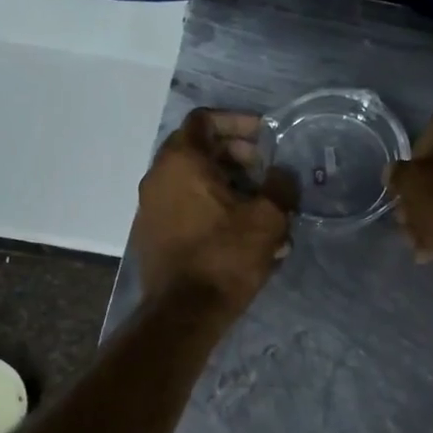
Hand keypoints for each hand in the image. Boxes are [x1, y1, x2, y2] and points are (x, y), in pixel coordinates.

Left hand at [131, 109, 292, 311]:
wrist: (184, 313)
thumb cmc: (225, 257)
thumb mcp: (267, 219)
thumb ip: (280, 186)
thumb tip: (281, 175)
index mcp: (181, 161)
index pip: (205, 120)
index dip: (238, 122)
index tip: (265, 138)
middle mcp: (158, 177)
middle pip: (199, 149)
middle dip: (237, 156)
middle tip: (266, 174)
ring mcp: (151, 207)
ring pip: (193, 181)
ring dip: (228, 185)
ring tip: (260, 207)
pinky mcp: (153, 234)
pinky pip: (185, 206)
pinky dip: (212, 207)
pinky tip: (240, 233)